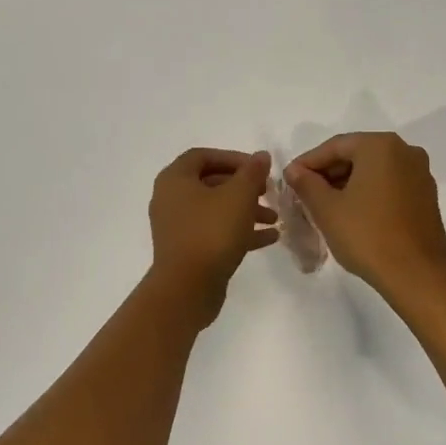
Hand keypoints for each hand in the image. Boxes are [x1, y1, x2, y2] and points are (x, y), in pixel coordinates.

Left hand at [148, 148, 278, 327]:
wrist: (187, 288)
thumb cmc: (211, 232)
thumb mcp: (238, 196)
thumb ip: (252, 172)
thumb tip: (261, 155)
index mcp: (175, 179)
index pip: (203, 156)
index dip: (233, 158)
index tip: (257, 168)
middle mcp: (171, 199)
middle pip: (211, 183)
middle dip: (244, 187)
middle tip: (268, 192)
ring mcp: (178, 227)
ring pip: (215, 210)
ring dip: (246, 210)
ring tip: (274, 219)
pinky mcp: (188, 250)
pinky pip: (215, 232)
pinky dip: (239, 232)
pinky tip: (270, 238)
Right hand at [285, 133, 445, 297]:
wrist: (416, 275)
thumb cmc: (367, 235)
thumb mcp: (327, 209)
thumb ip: (306, 184)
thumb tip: (294, 170)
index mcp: (381, 146)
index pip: (335, 146)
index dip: (308, 162)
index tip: (289, 179)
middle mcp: (405, 151)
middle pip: (357, 155)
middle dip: (329, 173)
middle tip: (305, 193)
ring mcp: (420, 174)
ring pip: (374, 171)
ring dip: (348, 184)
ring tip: (325, 206)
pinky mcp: (427, 197)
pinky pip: (390, 185)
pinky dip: (369, 193)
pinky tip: (353, 213)